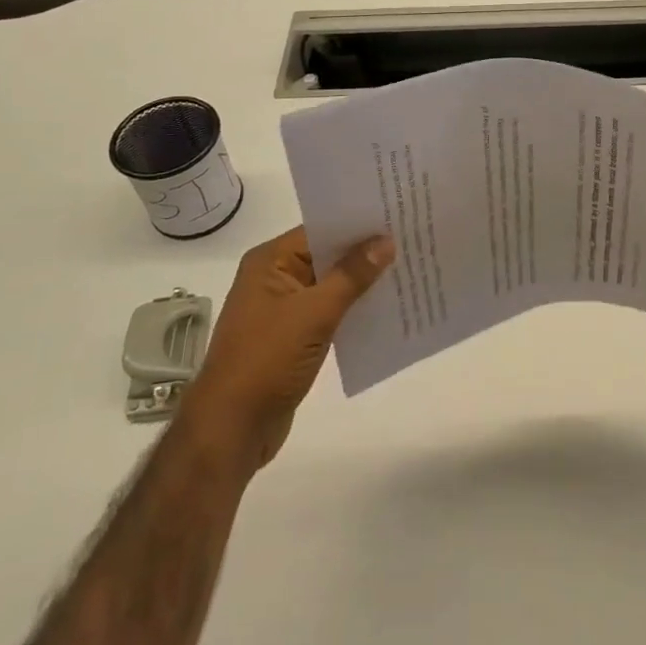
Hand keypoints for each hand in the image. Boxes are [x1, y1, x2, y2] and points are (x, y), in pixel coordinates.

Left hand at [178, 226, 394, 477]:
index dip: (358, 223)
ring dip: (363, 282)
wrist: (233, 428)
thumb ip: (352, 275)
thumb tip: (386, 240)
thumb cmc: (267, 360)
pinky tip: (388, 307)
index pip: (321, 229)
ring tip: (409, 269)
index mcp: (270, 262)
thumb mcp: (314, 313)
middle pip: (328, 254)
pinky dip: (354, 308)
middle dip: (366, 251)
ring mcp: (284, 308)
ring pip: (332, 284)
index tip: (398, 215)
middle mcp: (275, 277)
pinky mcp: (294, 336)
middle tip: (412, 239)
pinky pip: (331, 311)